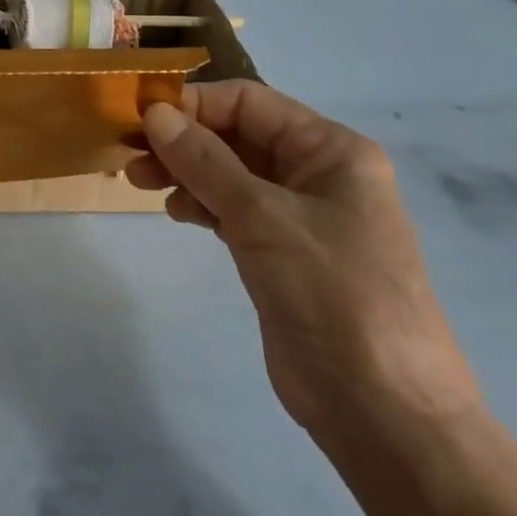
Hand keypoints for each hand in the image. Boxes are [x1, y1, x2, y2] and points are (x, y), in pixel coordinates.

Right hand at [128, 82, 480, 446]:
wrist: (385, 414)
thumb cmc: (332, 294)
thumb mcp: (262, 216)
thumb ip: (204, 160)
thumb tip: (154, 112)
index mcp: (331, 150)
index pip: (249, 102)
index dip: (193, 104)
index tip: (140, 119)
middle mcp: (318, 173)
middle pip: (236, 134)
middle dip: (183, 140)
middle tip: (131, 154)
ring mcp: (301, 215)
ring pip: (229, 172)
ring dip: (185, 170)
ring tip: (140, 182)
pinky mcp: (282, 252)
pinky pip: (233, 208)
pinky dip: (201, 203)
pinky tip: (175, 212)